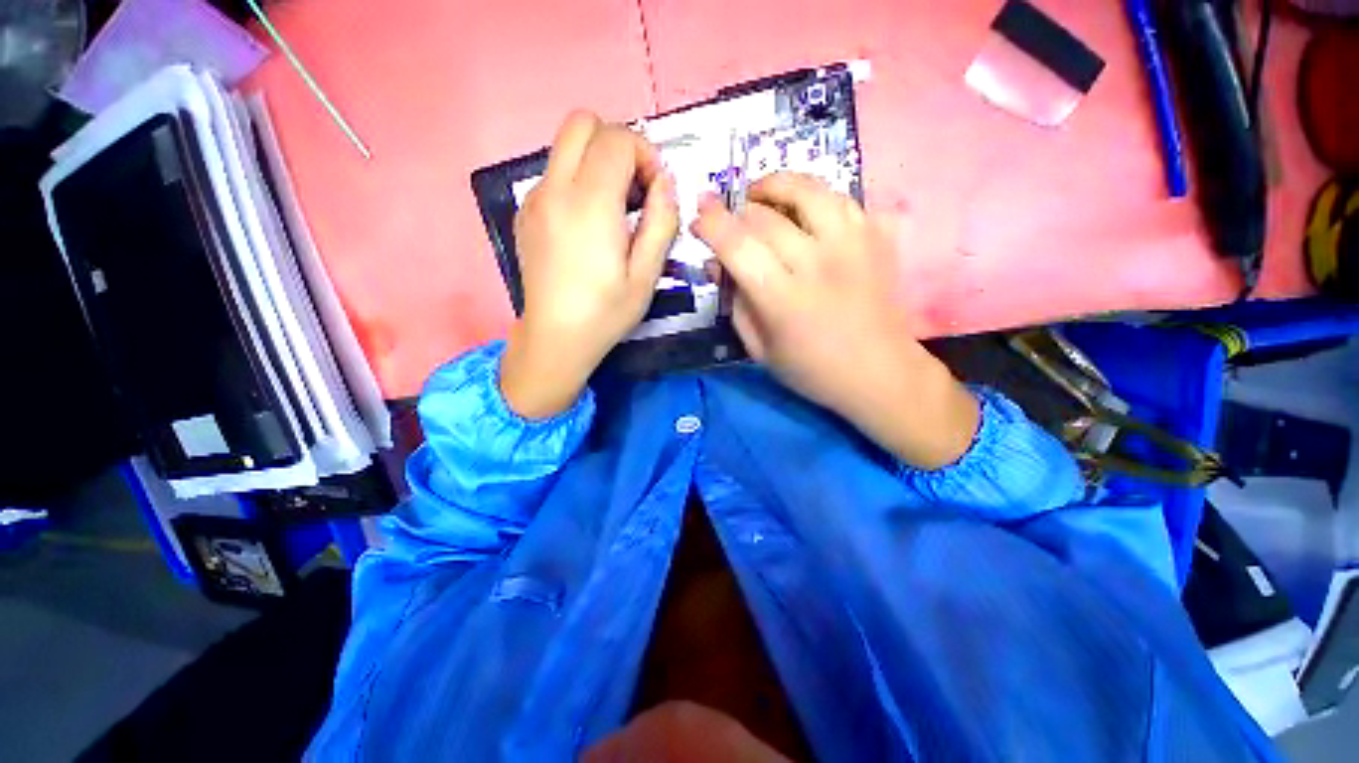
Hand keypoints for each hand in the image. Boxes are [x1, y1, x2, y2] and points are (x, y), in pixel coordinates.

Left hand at [500, 112, 679, 418]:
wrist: (552, 340)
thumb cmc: (604, 311)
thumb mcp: (649, 270)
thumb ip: (663, 216)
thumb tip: (662, 181)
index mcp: (588, 203)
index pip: (617, 138)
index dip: (645, 154)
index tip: (653, 188)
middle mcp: (555, 189)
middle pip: (581, 122)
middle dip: (614, 139)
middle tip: (630, 178)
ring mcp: (534, 197)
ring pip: (565, 143)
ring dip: (595, 156)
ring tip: (612, 200)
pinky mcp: (526, 209)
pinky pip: (555, 169)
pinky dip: (577, 176)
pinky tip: (587, 218)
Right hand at [691, 173, 978, 468]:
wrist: (884, 372)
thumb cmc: (816, 369)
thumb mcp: (761, 349)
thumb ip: (734, 301)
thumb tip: (714, 259)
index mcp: (784, 299)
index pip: (737, 243)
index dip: (711, 220)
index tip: (701, 214)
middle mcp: (818, 263)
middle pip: (765, 214)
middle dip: (739, 210)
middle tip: (734, 220)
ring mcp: (852, 245)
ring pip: (808, 190)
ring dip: (779, 185)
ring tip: (767, 196)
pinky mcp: (876, 238)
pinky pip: (844, 198)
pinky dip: (820, 196)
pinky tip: (808, 208)